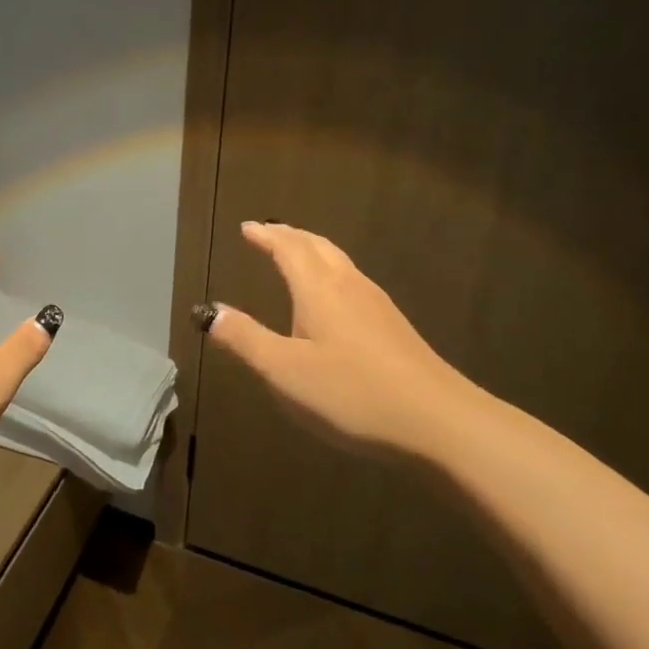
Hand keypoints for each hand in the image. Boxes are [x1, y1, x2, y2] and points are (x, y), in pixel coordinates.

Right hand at [203, 222, 480, 454]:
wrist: (438, 421)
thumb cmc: (352, 393)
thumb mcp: (285, 372)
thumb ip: (245, 340)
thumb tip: (211, 311)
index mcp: (318, 290)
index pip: (288, 249)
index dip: (266, 236)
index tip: (247, 228)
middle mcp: (348, 286)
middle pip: (317, 246)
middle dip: (290, 236)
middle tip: (269, 233)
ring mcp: (376, 304)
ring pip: (339, 262)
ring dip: (313, 251)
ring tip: (297, 255)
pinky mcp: (394, 326)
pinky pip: (353, 281)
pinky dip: (331, 272)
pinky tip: (335, 298)